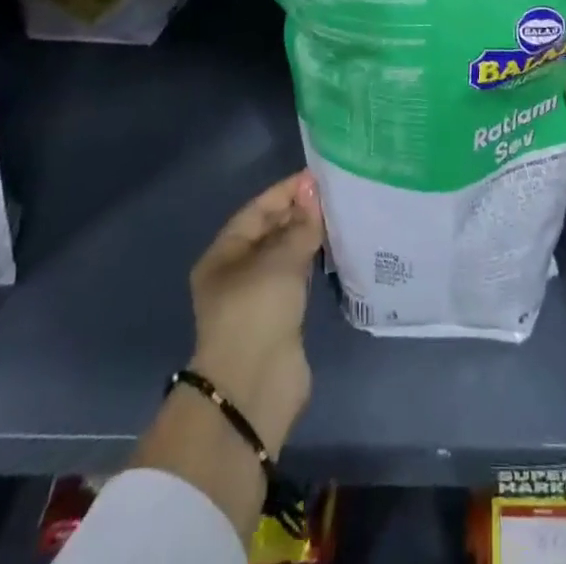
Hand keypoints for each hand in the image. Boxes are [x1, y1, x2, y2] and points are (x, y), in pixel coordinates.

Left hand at [188, 171, 323, 458]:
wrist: (254, 388)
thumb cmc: (257, 311)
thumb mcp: (280, 259)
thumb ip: (301, 224)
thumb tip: (313, 191)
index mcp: (224, 253)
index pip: (258, 209)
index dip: (287, 191)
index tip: (320, 177)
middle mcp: (237, 271)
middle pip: (271, 230)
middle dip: (300, 212)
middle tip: (337, 194)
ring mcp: (259, 295)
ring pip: (286, 253)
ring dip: (309, 236)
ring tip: (341, 215)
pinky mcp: (280, 316)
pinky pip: (297, 276)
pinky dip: (313, 261)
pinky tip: (337, 247)